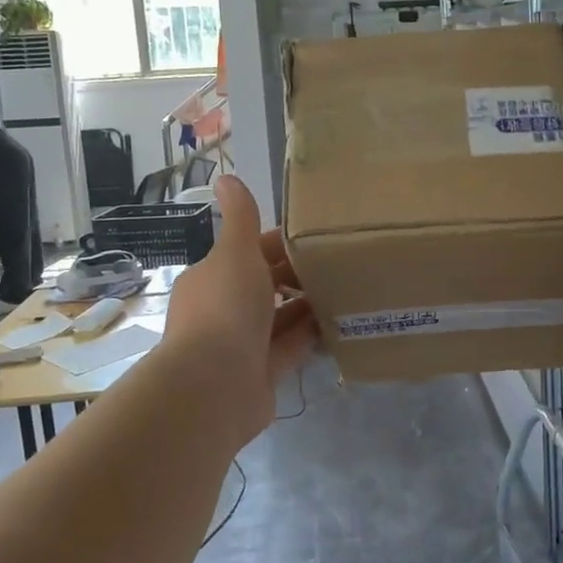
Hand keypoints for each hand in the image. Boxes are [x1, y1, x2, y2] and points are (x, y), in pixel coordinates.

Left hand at [163, 175, 318, 446]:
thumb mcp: (235, 253)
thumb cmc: (225, 309)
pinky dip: (312, 336)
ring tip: (348, 288)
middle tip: (342, 262)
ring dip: (308, 305)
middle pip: (268, 285)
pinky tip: (341, 322)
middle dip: (299, 274)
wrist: (214, 386)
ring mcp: (244, 343)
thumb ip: (240, 218)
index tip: (318, 236)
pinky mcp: (263, 371)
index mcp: (215, 277)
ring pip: (282, 317)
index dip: (282, 242)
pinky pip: (292, 347)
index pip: (251, 252)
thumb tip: (226, 177)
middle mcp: (226, 308)